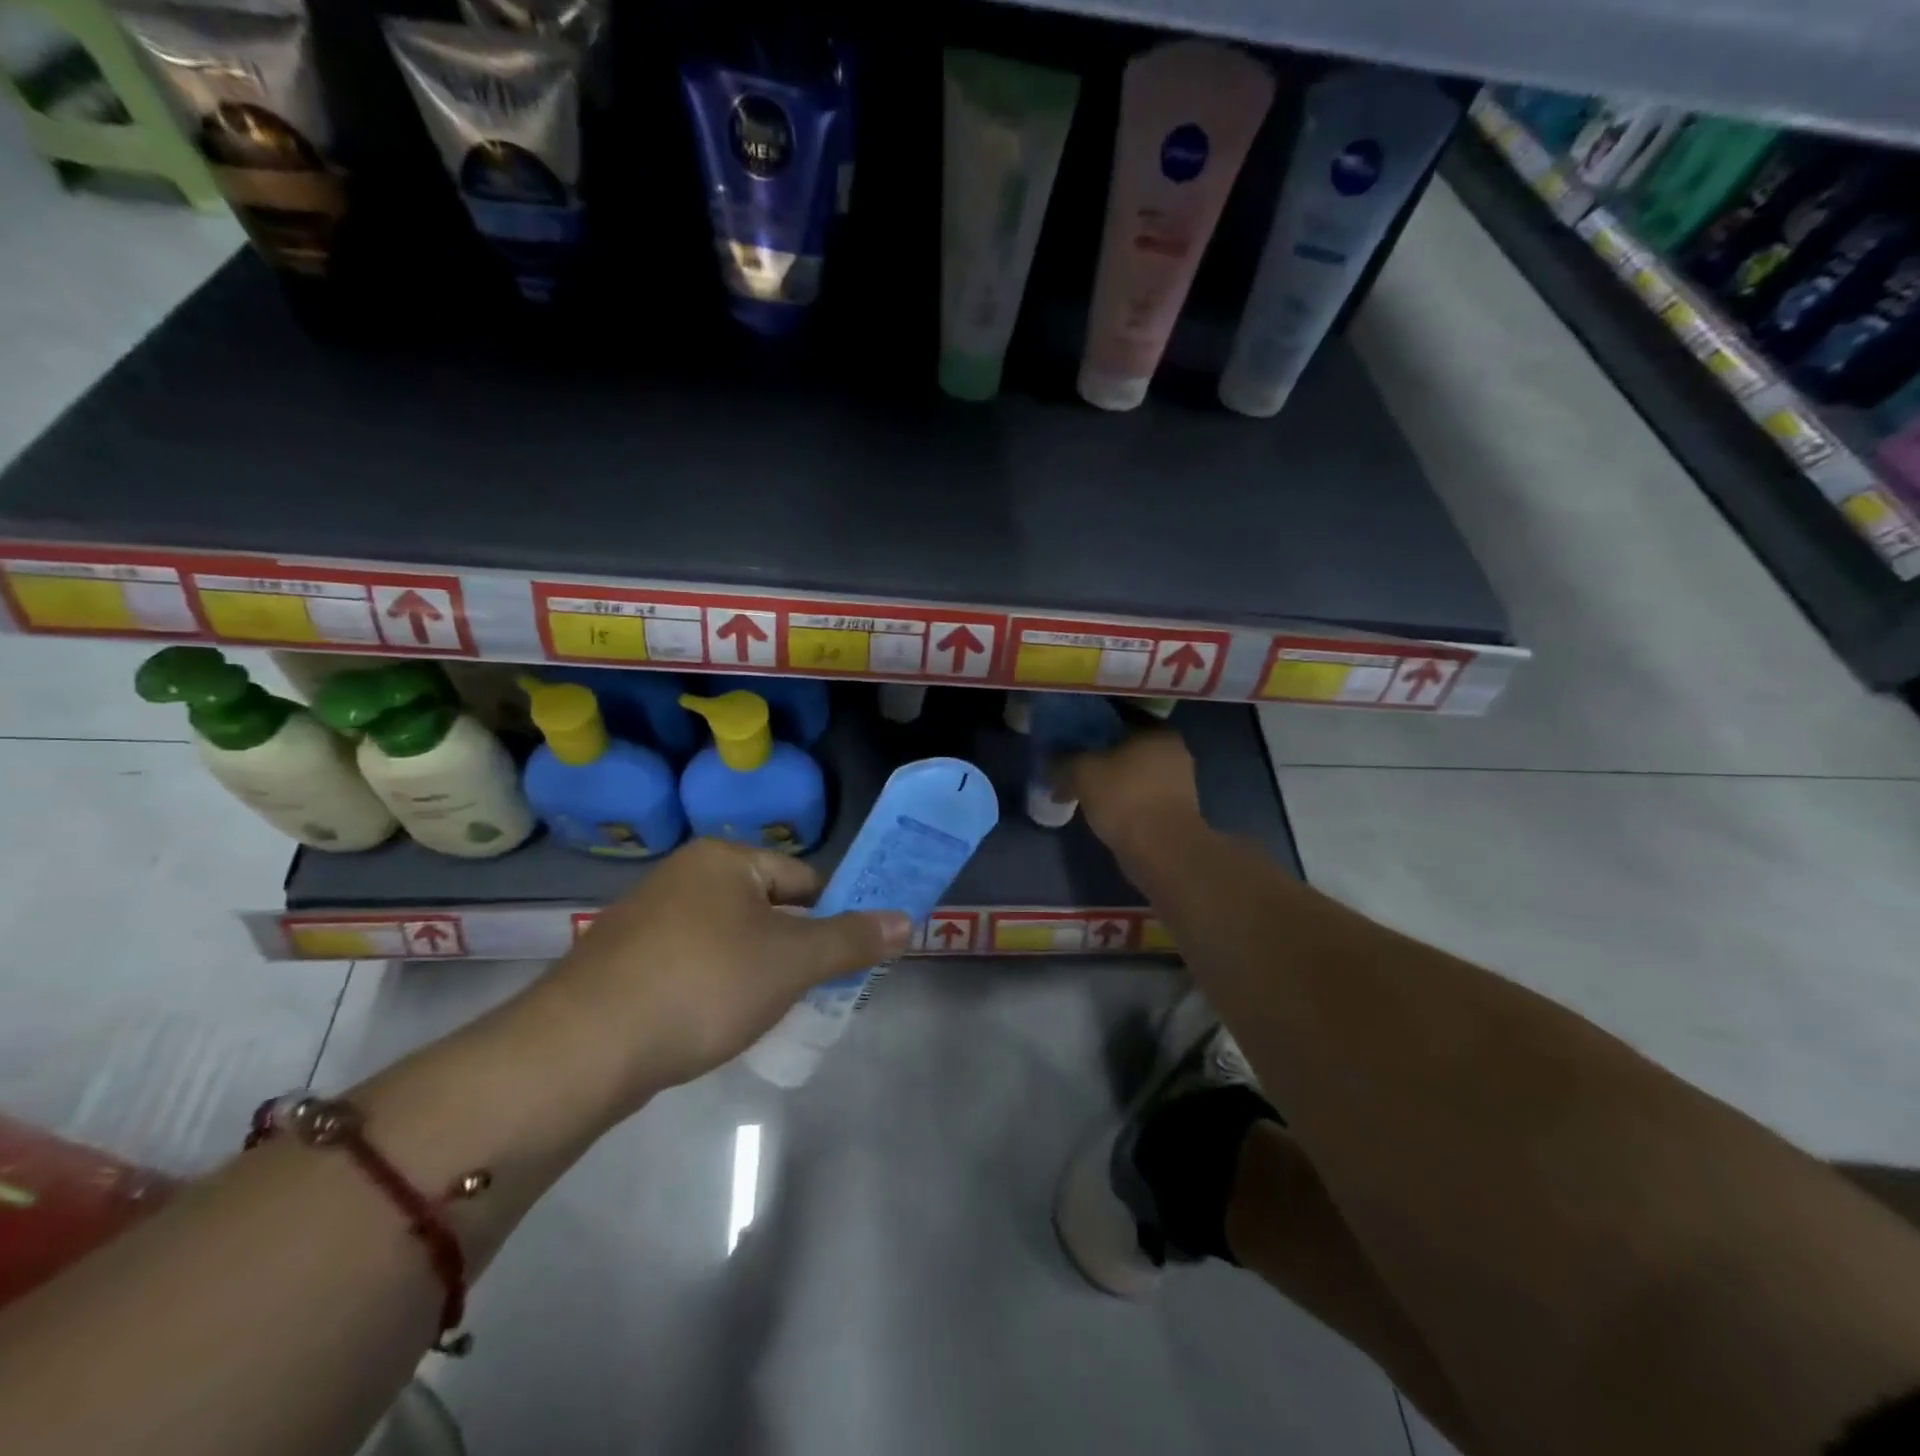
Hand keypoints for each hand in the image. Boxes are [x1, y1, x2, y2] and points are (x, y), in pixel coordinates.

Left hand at [532, 839, 909, 1114]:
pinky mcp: (622, 961)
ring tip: (766, 1013)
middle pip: (765, 907)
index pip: (804, 878)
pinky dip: (712, 987)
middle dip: (792, 949)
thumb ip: (852, 940)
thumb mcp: (791, 962)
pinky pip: (690, 963)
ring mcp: (646, 917)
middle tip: (810, 991)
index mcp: (724, 858)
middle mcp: (683, 875)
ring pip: (727, 939)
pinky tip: (713, 1023)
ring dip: (754, 970)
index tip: (845, 959)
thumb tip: (907, 921)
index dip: (833, 916)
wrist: (582, 1049)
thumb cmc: (703, 985)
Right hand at [1054, 728, 1204, 856]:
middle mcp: (1173, 753)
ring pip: (1132, 775)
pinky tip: (1099, 810)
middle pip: (1126, 748)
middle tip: (1072, 764)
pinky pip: (1138, 797)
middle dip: (1099, 756)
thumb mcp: (1082, 773)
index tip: (1070, 736)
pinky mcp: (1173, 812)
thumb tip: (1048, 762)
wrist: (1162, 851)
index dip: (1092, 725)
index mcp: (1158, 732)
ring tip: (1080, 790)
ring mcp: (1177, 785)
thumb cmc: (1125, 798)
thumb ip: (1062, 762)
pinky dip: (1120, 801)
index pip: (1120, 718)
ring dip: (1109, 781)